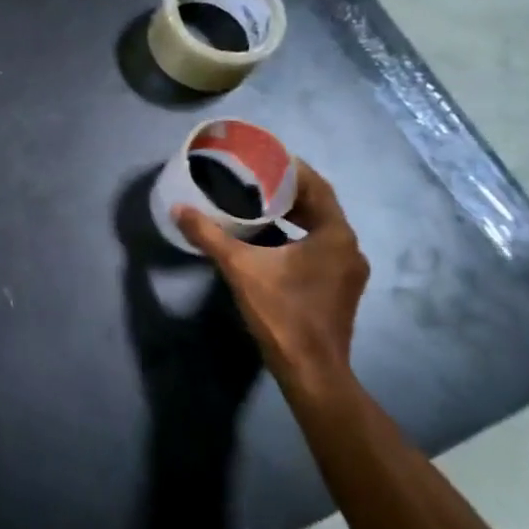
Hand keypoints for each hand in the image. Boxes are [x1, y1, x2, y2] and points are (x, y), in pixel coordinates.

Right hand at [174, 161, 368, 389]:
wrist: (310, 370)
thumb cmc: (282, 312)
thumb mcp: (240, 268)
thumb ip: (210, 236)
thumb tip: (179, 209)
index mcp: (335, 235)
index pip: (318, 187)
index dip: (293, 170)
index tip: (266, 158)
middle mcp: (349, 248)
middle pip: (320, 207)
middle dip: (289, 192)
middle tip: (255, 179)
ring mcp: (347, 271)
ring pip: (320, 230)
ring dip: (293, 216)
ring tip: (258, 204)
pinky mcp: (339, 289)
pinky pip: (319, 249)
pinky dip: (296, 237)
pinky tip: (269, 240)